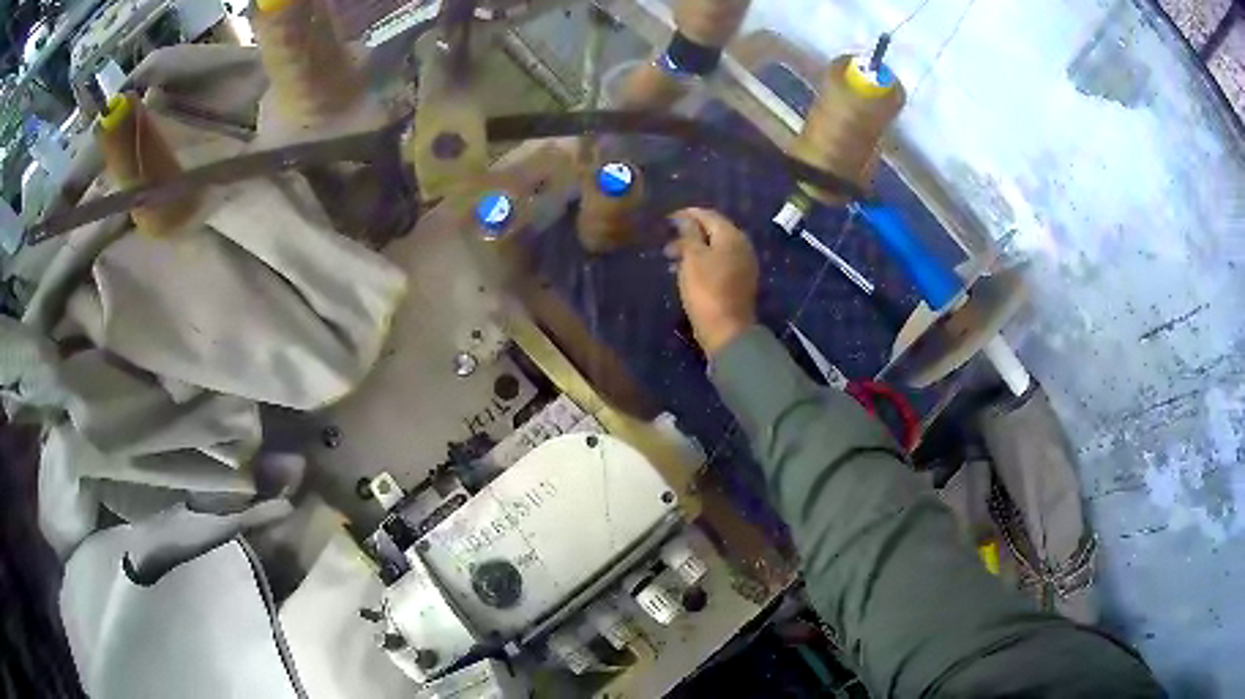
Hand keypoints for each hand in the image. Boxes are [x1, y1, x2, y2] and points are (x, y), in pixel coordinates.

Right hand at [665, 208, 758, 357]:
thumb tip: (685, 217)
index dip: (686, 215)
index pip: (708, 215)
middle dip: (688, 234)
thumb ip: (689, 233)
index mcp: (731, 236)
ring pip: (714, 249)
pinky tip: (685, 273)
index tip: (666, 220)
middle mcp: (741, 246)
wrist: (726, 329)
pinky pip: (718, 264)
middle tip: (666, 244)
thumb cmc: (706, 289)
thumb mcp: (693, 257)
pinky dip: (701, 263)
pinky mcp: (739, 282)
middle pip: (713, 231)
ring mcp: (743, 265)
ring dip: (692, 250)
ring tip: (671, 260)